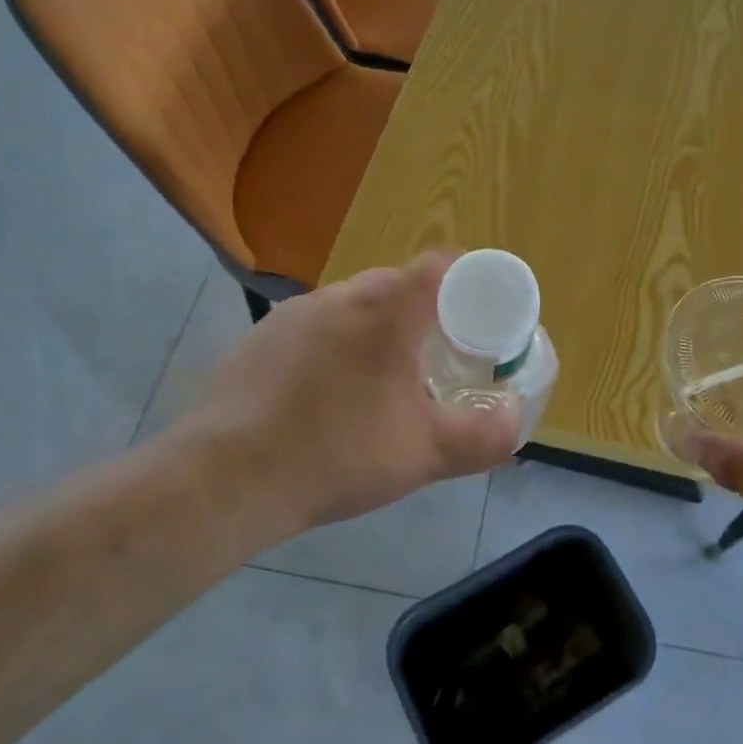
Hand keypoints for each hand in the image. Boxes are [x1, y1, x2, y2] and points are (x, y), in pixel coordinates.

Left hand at [172, 253, 522, 533]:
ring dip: (376, 332)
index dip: (468, 280)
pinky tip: (325, 399)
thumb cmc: (338, 454)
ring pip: (352, 307)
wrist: (227, 478)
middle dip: (424, 314)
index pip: (441, 265)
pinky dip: (334, 349)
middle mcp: (338, 295)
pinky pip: (313, 330)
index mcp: (385, 308)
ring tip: (381, 384)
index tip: (480, 315)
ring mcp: (291, 314)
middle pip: (397, 285)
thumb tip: (515, 421)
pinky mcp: (257, 339)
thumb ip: (484, 437)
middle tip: (437, 358)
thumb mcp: (427, 454)